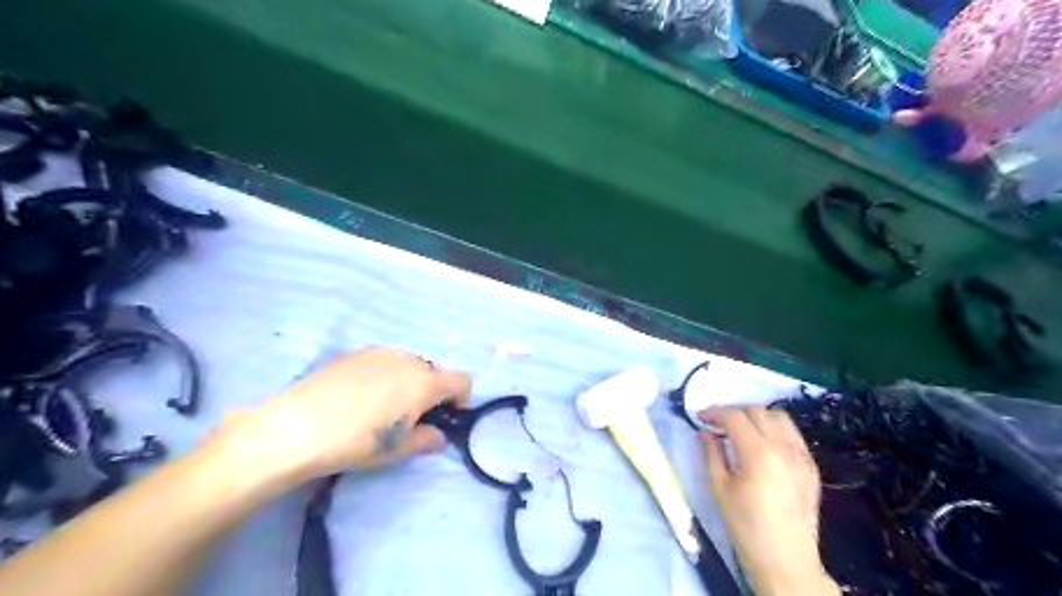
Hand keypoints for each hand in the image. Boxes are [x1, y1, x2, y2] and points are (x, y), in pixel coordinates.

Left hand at [216, 348, 470, 486]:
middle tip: (411, 416)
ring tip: (381, 406)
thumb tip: (438, 435)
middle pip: (434, 371)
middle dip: (431, 391)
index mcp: (425, 383)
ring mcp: (380, 353)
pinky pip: (381, 361)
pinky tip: (357, 396)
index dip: (460, 399)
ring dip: (407, 381)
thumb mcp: (397, 450)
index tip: (445, 417)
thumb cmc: (357, 442)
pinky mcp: (354, 353)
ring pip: (407, 364)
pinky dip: (382, 375)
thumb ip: (427, 439)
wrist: (297, 427)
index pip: (462, 381)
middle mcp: (408, 360)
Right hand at [703, 405, 842, 595]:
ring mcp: (801, 456)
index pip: (734, 417)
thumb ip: (712, 454)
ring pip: (779, 417)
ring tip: (741, 429)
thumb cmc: (746, 527)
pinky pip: (793, 434)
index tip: (700, 417)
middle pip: (757, 411)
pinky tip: (763, 444)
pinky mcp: (811, 466)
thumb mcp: (720, 489)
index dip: (714, 413)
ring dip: (756, 416)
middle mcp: (783, 447)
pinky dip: (774, 429)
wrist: (786, 561)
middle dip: (733, 412)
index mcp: (758, 453)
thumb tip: (705, 433)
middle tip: (717, 423)